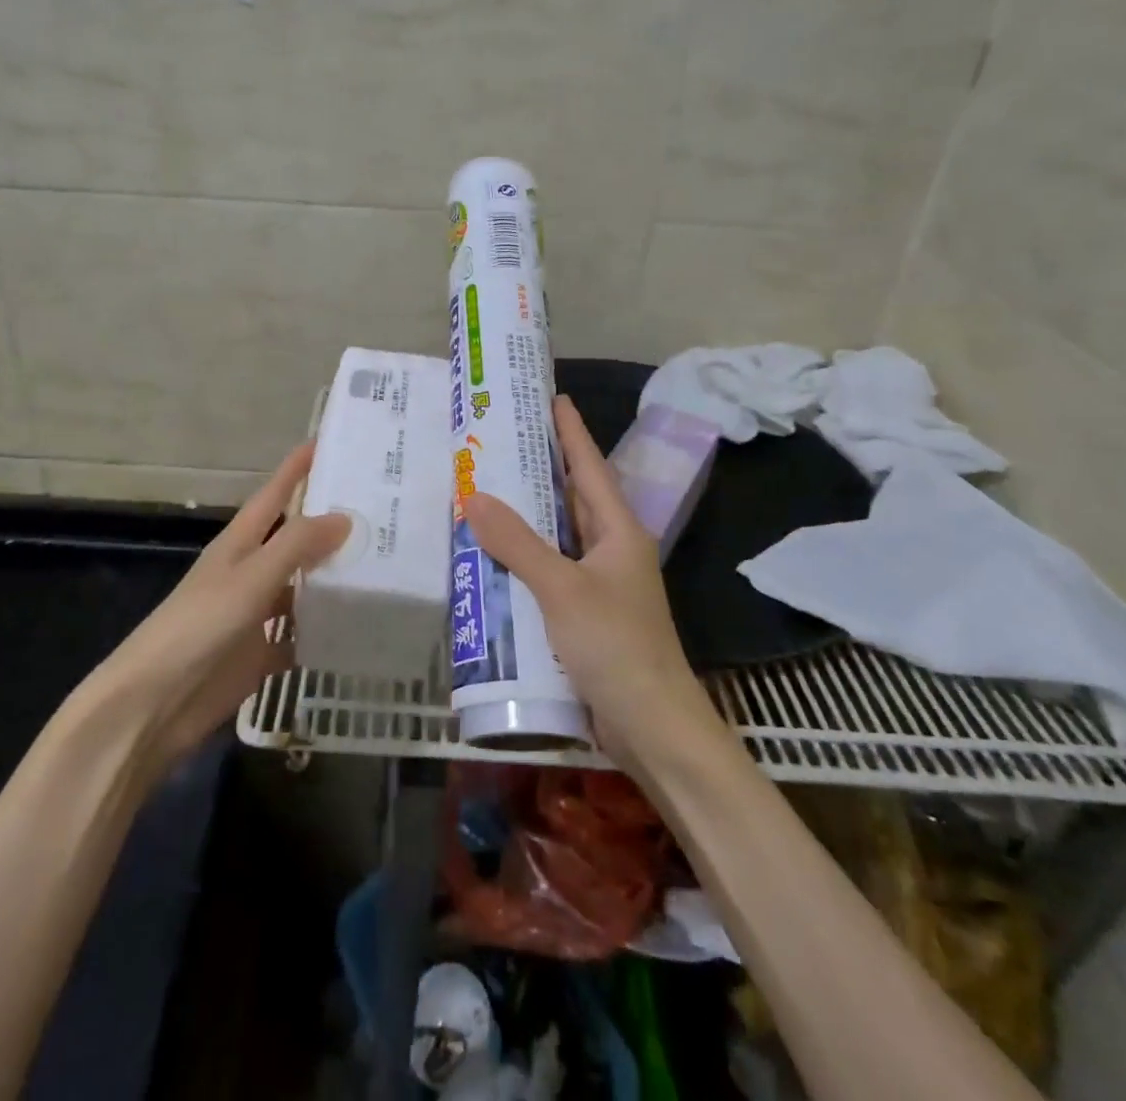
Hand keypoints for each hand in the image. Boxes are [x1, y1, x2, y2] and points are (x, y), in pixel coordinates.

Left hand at [97, 443, 349, 775]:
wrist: (153, 705)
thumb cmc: (197, 628)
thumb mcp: (250, 578)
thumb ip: (296, 545)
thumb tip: (346, 517)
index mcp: (239, 544)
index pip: (275, 494)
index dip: (297, 468)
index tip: (329, 441)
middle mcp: (250, 572)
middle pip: (294, 538)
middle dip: (330, 522)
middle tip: (381, 508)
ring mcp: (255, 615)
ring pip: (302, 587)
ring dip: (334, 577)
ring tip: (385, 564)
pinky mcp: (261, 655)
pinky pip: (301, 635)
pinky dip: (326, 631)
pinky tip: (361, 628)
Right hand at [463, 396, 717, 757]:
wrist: (653, 726)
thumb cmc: (616, 646)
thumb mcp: (562, 589)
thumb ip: (517, 543)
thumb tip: (473, 495)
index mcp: (619, 531)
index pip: (590, 468)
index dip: (572, 432)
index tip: (553, 398)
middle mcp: (612, 549)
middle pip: (575, 497)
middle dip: (543, 468)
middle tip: (502, 440)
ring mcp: (600, 583)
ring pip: (560, 535)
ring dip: (530, 514)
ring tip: (488, 487)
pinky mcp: (586, 614)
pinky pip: (550, 570)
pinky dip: (525, 557)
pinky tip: (494, 554)